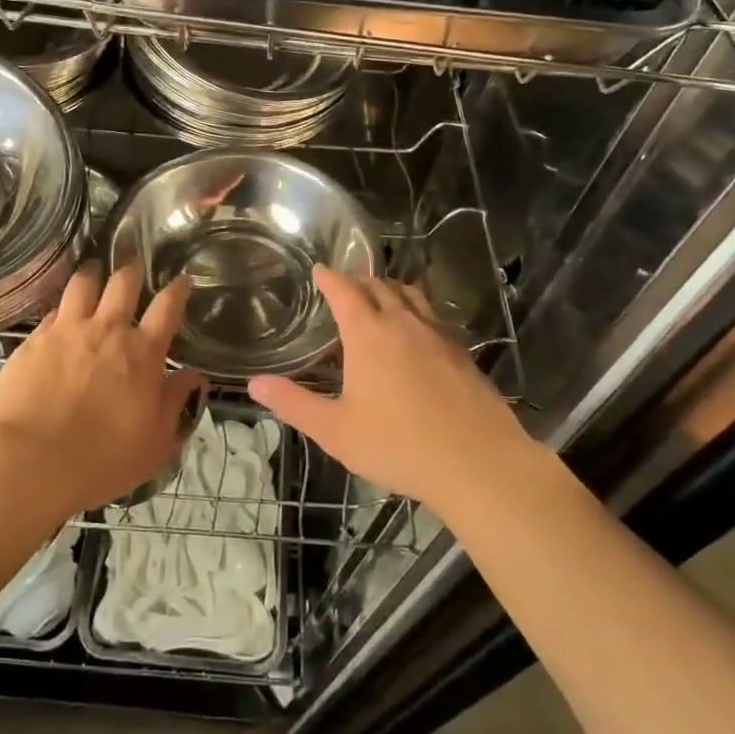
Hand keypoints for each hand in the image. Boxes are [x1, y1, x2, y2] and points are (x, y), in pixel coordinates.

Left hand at [0, 263, 200, 518]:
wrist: (29, 461)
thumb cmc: (101, 460)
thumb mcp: (155, 443)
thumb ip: (176, 404)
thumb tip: (194, 375)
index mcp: (144, 353)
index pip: (167, 307)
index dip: (177, 289)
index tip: (182, 278)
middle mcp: (109, 330)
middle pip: (124, 282)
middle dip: (132, 269)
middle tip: (133, 265)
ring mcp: (69, 330)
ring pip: (84, 283)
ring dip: (93, 273)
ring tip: (94, 270)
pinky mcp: (35, 338)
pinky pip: (54, 308)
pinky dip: (63, 305)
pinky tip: (61, 310)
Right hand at [248, 266, 528, 516]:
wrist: (479, 463)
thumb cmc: (398, 446)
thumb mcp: (335, 431)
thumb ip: (294, 404)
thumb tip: (255, 383)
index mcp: (369, 334)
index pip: (345, 290)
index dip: (330, 277)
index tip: (319, 270)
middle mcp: (404, 323)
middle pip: (379, 286)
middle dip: (359, 280)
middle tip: (345, 285)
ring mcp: (438, 336)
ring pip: (411, 296)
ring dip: (391, 289)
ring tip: (381, 297)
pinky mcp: (462, 354)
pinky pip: (433, 318)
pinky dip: (417, 312)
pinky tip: (416, 335)